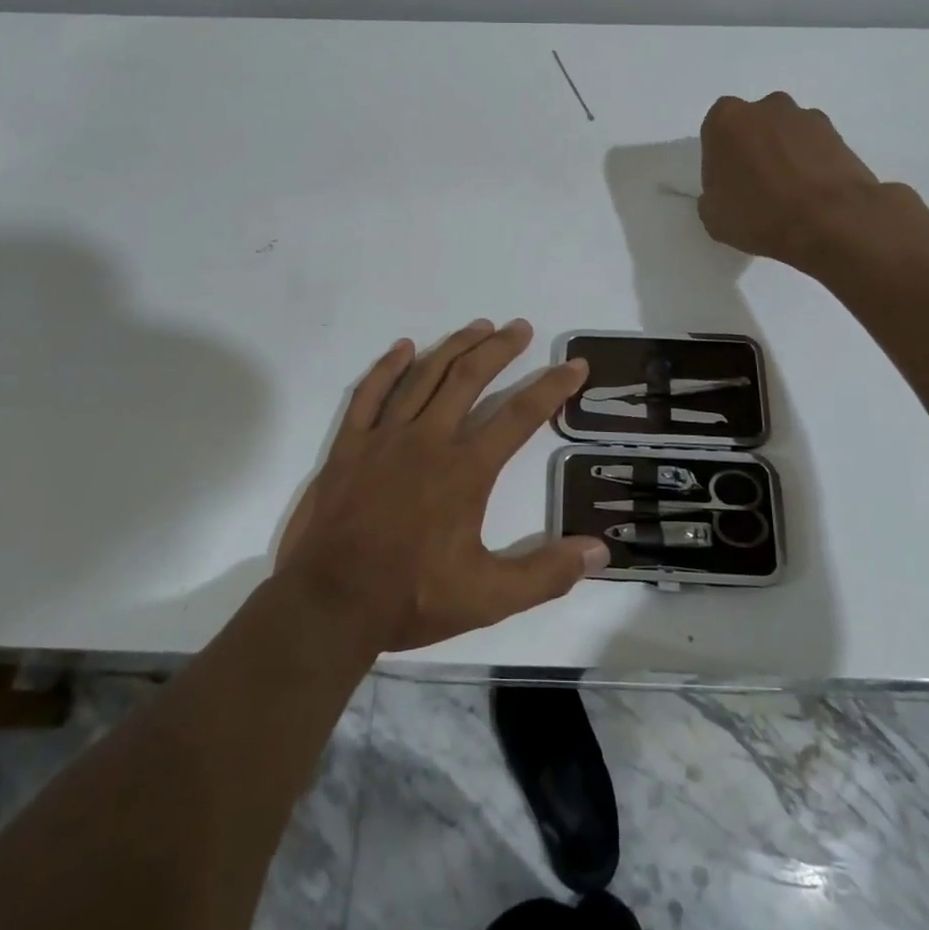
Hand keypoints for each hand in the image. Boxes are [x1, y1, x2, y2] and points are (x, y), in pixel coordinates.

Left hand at [276, 319, 607, 652]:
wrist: (329, 603)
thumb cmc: (411, 597)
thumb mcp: (489, 598)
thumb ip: (545, 574)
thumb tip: (599, 551)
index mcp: (466, 470)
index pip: (520, 415)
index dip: (552, 386)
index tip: (574, 364)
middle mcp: (429, 439)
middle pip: (470, 377)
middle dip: (500, 348)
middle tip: (520, 328)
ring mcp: (385, 437)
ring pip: (425, 375)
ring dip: (454, 346)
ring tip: (478, 326)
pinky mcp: (350, 444)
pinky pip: (370, 392)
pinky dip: (388, 366)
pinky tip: (404, 347)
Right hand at [698, 92, 881, 268]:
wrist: (831, 221)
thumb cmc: (759, 215)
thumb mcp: (712, 216)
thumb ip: (712, 195)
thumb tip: (725, 193)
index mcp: (726, 120)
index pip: (715, 131)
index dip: (720, 157)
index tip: (727, 181)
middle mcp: (765, 107)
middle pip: (753, 125)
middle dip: (753, 147)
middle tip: (756, 183)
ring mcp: (805, 117)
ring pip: (786, 132)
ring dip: (784, 153)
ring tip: (789, 191)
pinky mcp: (838, 133)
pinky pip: (814, 146)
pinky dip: (811, 162)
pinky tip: (812, 192)